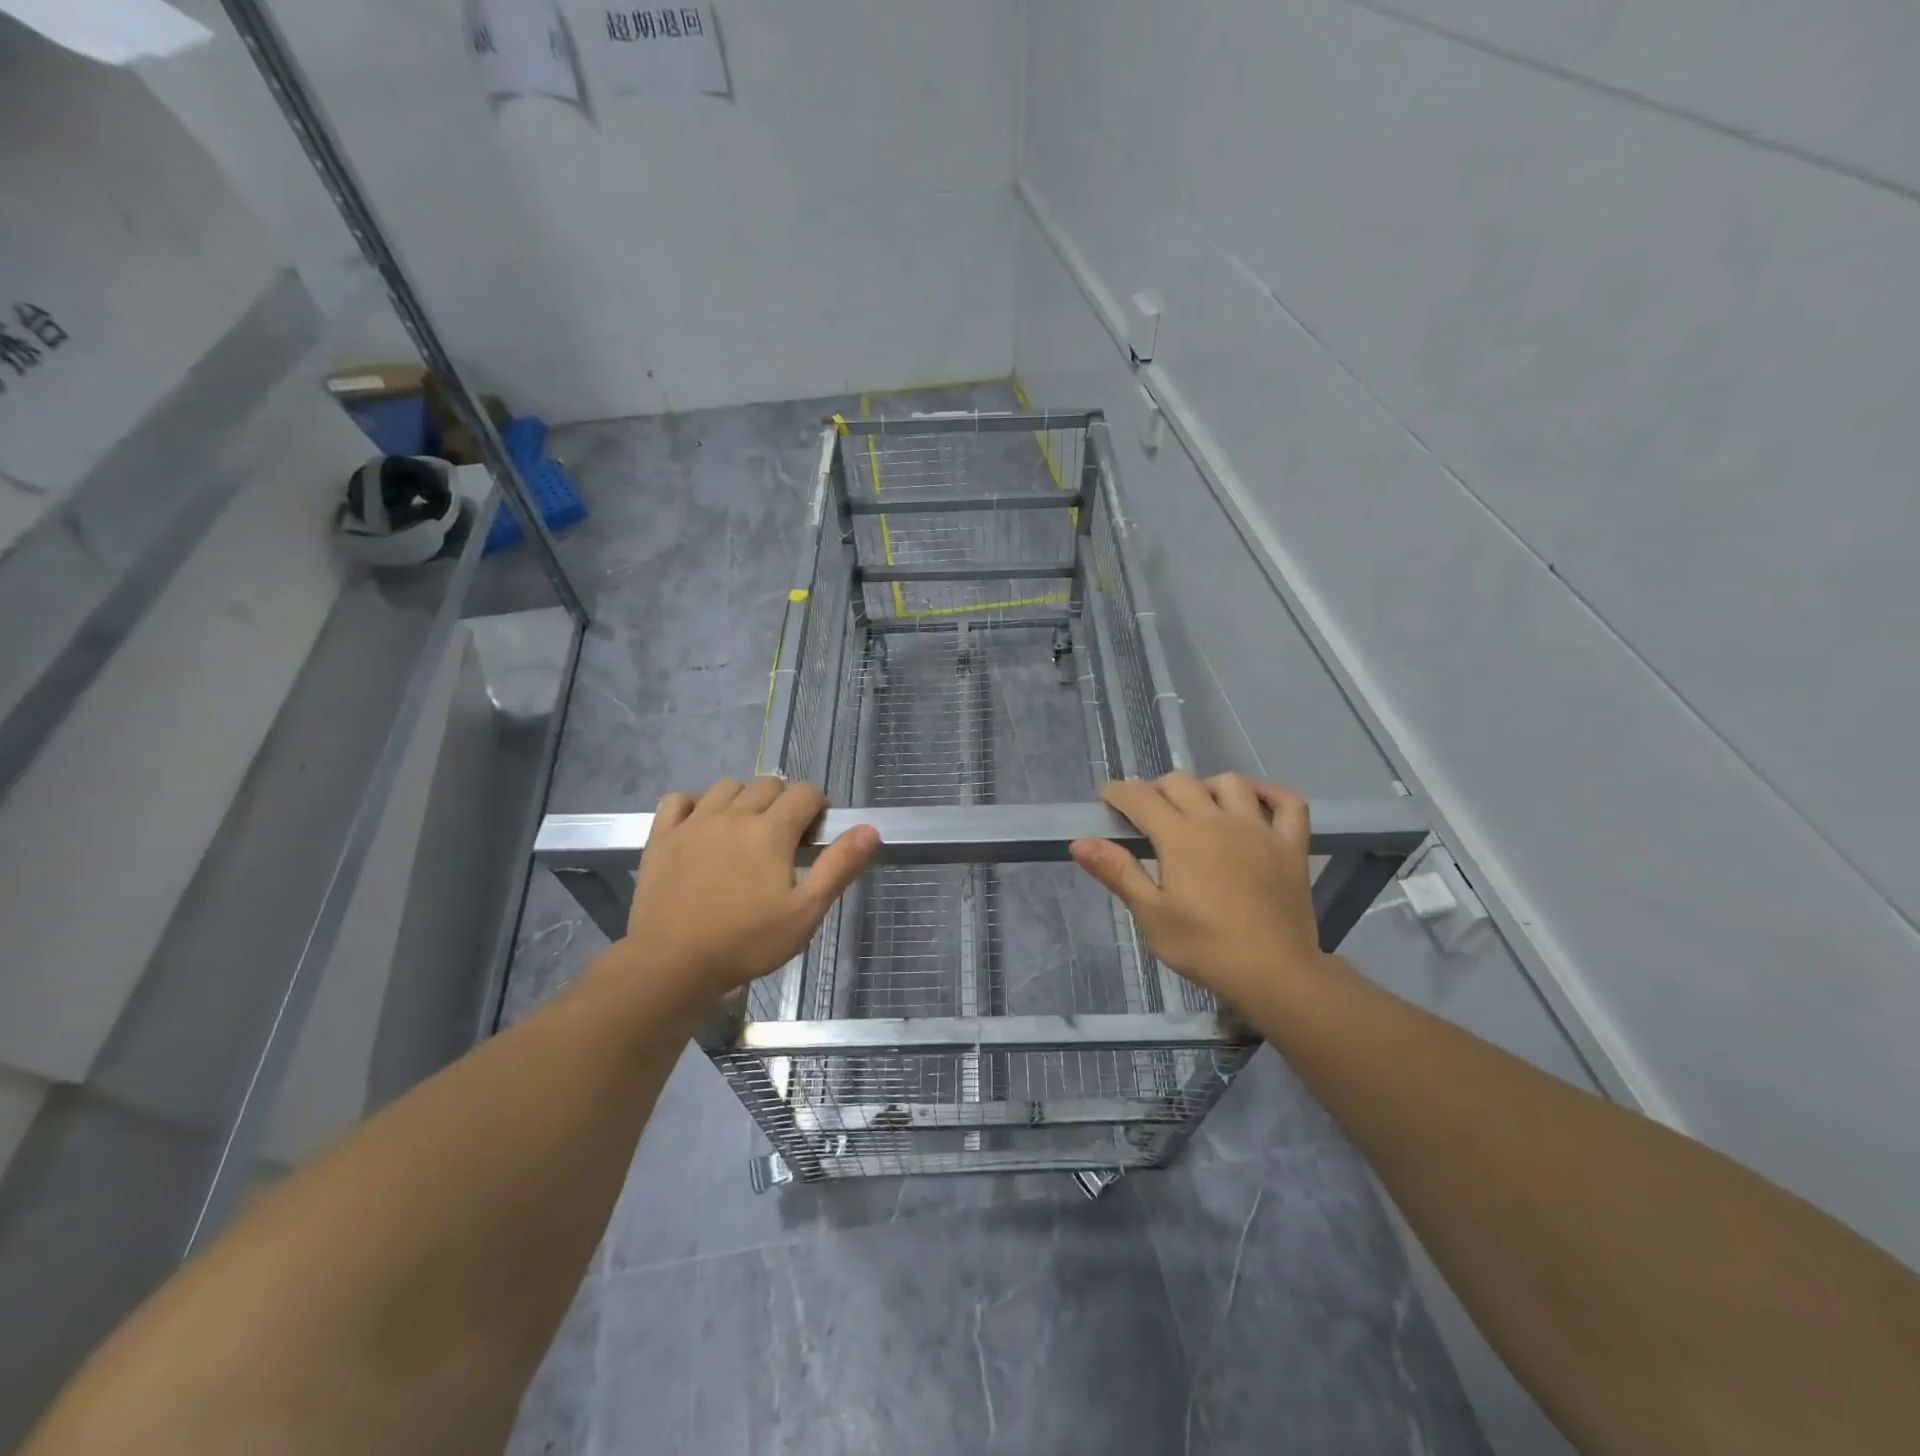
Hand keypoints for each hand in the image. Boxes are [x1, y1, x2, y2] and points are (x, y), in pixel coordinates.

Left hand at [618, 777, 878, 1010]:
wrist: (672, 964)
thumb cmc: (747, 941)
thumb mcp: (805, 912)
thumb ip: (839, 866)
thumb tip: (869, 829)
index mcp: (771, 830)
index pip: (805, 793)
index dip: (818, 809)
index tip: (814, 838)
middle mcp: (733, 814)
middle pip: (768, 784)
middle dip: (784, 802)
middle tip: (783, 840)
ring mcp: (693, 822)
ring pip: (727, 787)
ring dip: (744, 799)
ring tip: (746, 831)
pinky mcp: (662, 836)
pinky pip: (679, 799)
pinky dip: (695, 804)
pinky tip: (702, 826)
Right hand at [1070, 772, 1328, 1011]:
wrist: (1275, 974)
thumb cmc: (1205, 947)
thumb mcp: (1151, 915)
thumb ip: (1117, 872)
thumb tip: (1079, 842)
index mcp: (1180, 837)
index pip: (1140, 797)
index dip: (1118, 792)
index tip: (1106, 799)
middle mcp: (1218, 820)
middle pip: (1181, 781)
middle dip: (1156, 789)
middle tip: (1146, 813)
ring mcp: (1259, 829)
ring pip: (1230, 783)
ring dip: (1206, 786)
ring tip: (1197, 807)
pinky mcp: (1291, 846)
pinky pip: (1289, 803)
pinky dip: (1271, 793)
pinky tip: (1255, 800)